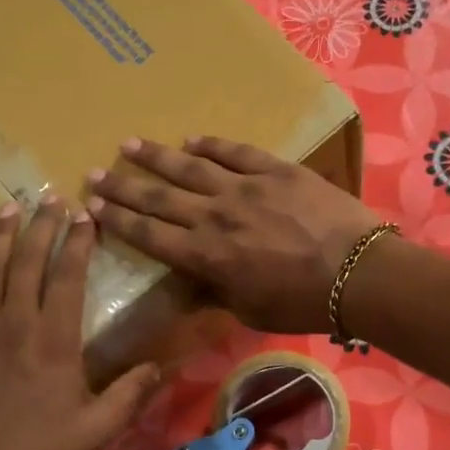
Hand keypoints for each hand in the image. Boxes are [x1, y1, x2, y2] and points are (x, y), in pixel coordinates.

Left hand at [0, 197, 160, 449]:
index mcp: (53, 341)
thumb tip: (160, 366)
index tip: (85, 215)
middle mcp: (12, 326)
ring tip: (8, 209)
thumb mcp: (98, 430)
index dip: (78, 241)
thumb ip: (130, 394)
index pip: (67, 276)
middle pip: (26, 263)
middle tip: (49, 197)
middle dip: (41, 226)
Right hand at [85, 136, 381, 334]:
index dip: (116, 220)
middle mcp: (214, 216)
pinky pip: (235, 152)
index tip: (92, 206)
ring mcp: (244, 188)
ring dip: (156, 156)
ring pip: (189, 166)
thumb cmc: (302, 303)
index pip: (148, 235)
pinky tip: (193, 140)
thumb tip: (193, 279)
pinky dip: (212, 145)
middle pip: (158, 197)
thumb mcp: (249, 310)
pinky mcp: (275, 170)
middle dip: (122, 186)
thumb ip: (216, 291)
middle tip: (94, 172)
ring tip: (130, 144)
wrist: (357, 272)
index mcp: (205, 256)